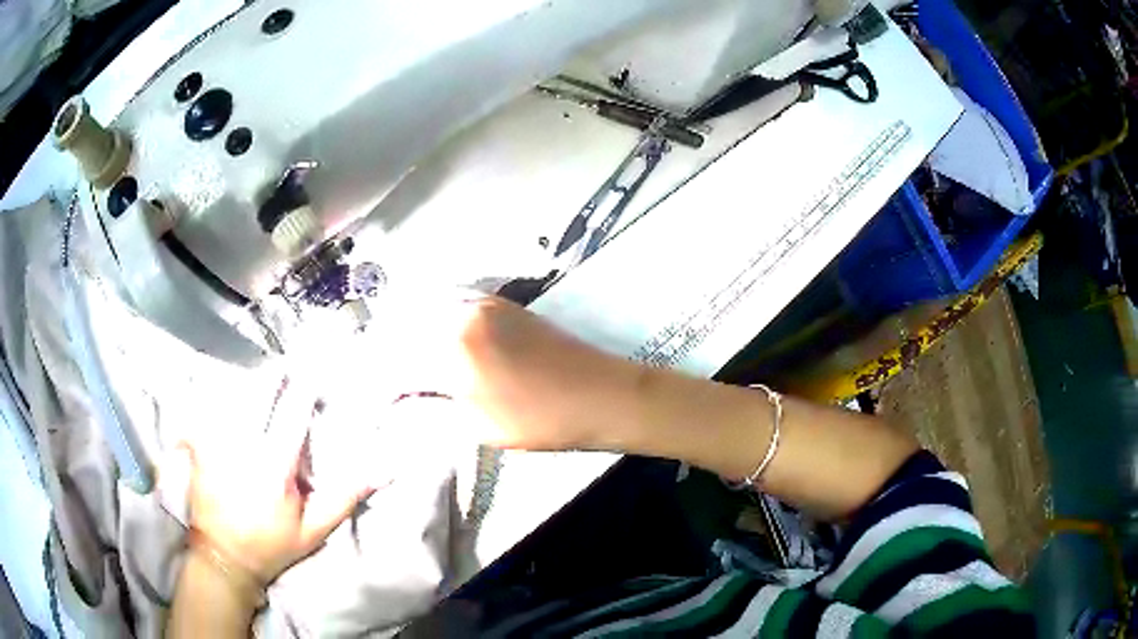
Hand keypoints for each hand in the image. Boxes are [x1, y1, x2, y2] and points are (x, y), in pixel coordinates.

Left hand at [175, 377, 374, 585]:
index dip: (305, 386)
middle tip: (285, 364)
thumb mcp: (314, 530)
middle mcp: (243, 447)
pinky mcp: (198, 445)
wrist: (224, 556)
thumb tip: (381, 472)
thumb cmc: (272, 544)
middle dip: (274, 374)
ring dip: (249, 382)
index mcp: (275, 467)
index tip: (315, 368)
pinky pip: (206, 407)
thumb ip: (343, 498)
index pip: (293, 413)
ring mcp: (217, 443)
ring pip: (232, 394)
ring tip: (260, 378)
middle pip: (258, 393)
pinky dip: (216, 397)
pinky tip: (225, 399)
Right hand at [363, 293, 636, 451]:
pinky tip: (424, 341)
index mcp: (451, 349)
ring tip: (394, 368)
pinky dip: (426, 320)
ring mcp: (479, 302)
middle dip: (381, 360)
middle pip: (400, 331)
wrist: (602, 392)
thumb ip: (425, 415)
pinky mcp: (496, 302)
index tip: (372, 409)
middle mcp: (458, 314)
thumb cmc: (542, 420)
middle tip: (378, 389)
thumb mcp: (477, 428)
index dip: (376, 390)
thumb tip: (392, 412)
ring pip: (420, 312)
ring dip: (400, 337)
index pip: (393, 366)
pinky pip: (446, 302)